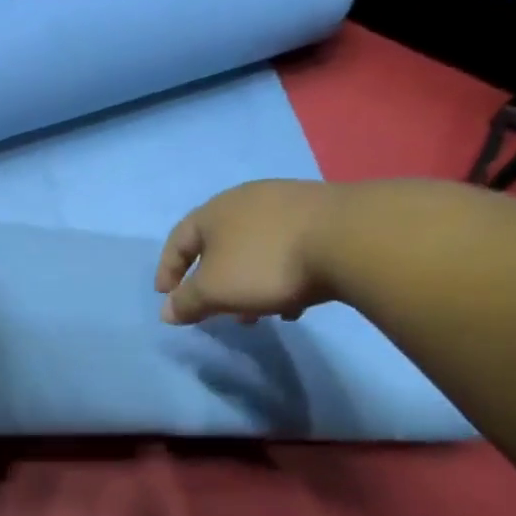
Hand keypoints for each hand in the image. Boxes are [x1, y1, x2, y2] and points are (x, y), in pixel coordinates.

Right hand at [155, 180, 345, 323]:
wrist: (349, 239)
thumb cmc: (265, 263)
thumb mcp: (215, 290)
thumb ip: (187, 302)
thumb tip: (167, 311)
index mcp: (214, 212)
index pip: (178, 241)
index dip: (168, 270)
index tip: (166, 297)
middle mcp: (247, 200)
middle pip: (218, 246)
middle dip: (213, 283)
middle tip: (214, 312)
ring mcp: (287, 205)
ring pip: (254, 250)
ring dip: (247, 284)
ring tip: (255, 315)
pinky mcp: (322, 217)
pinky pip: (287, 251)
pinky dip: (280, 277)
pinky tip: (293, 304)